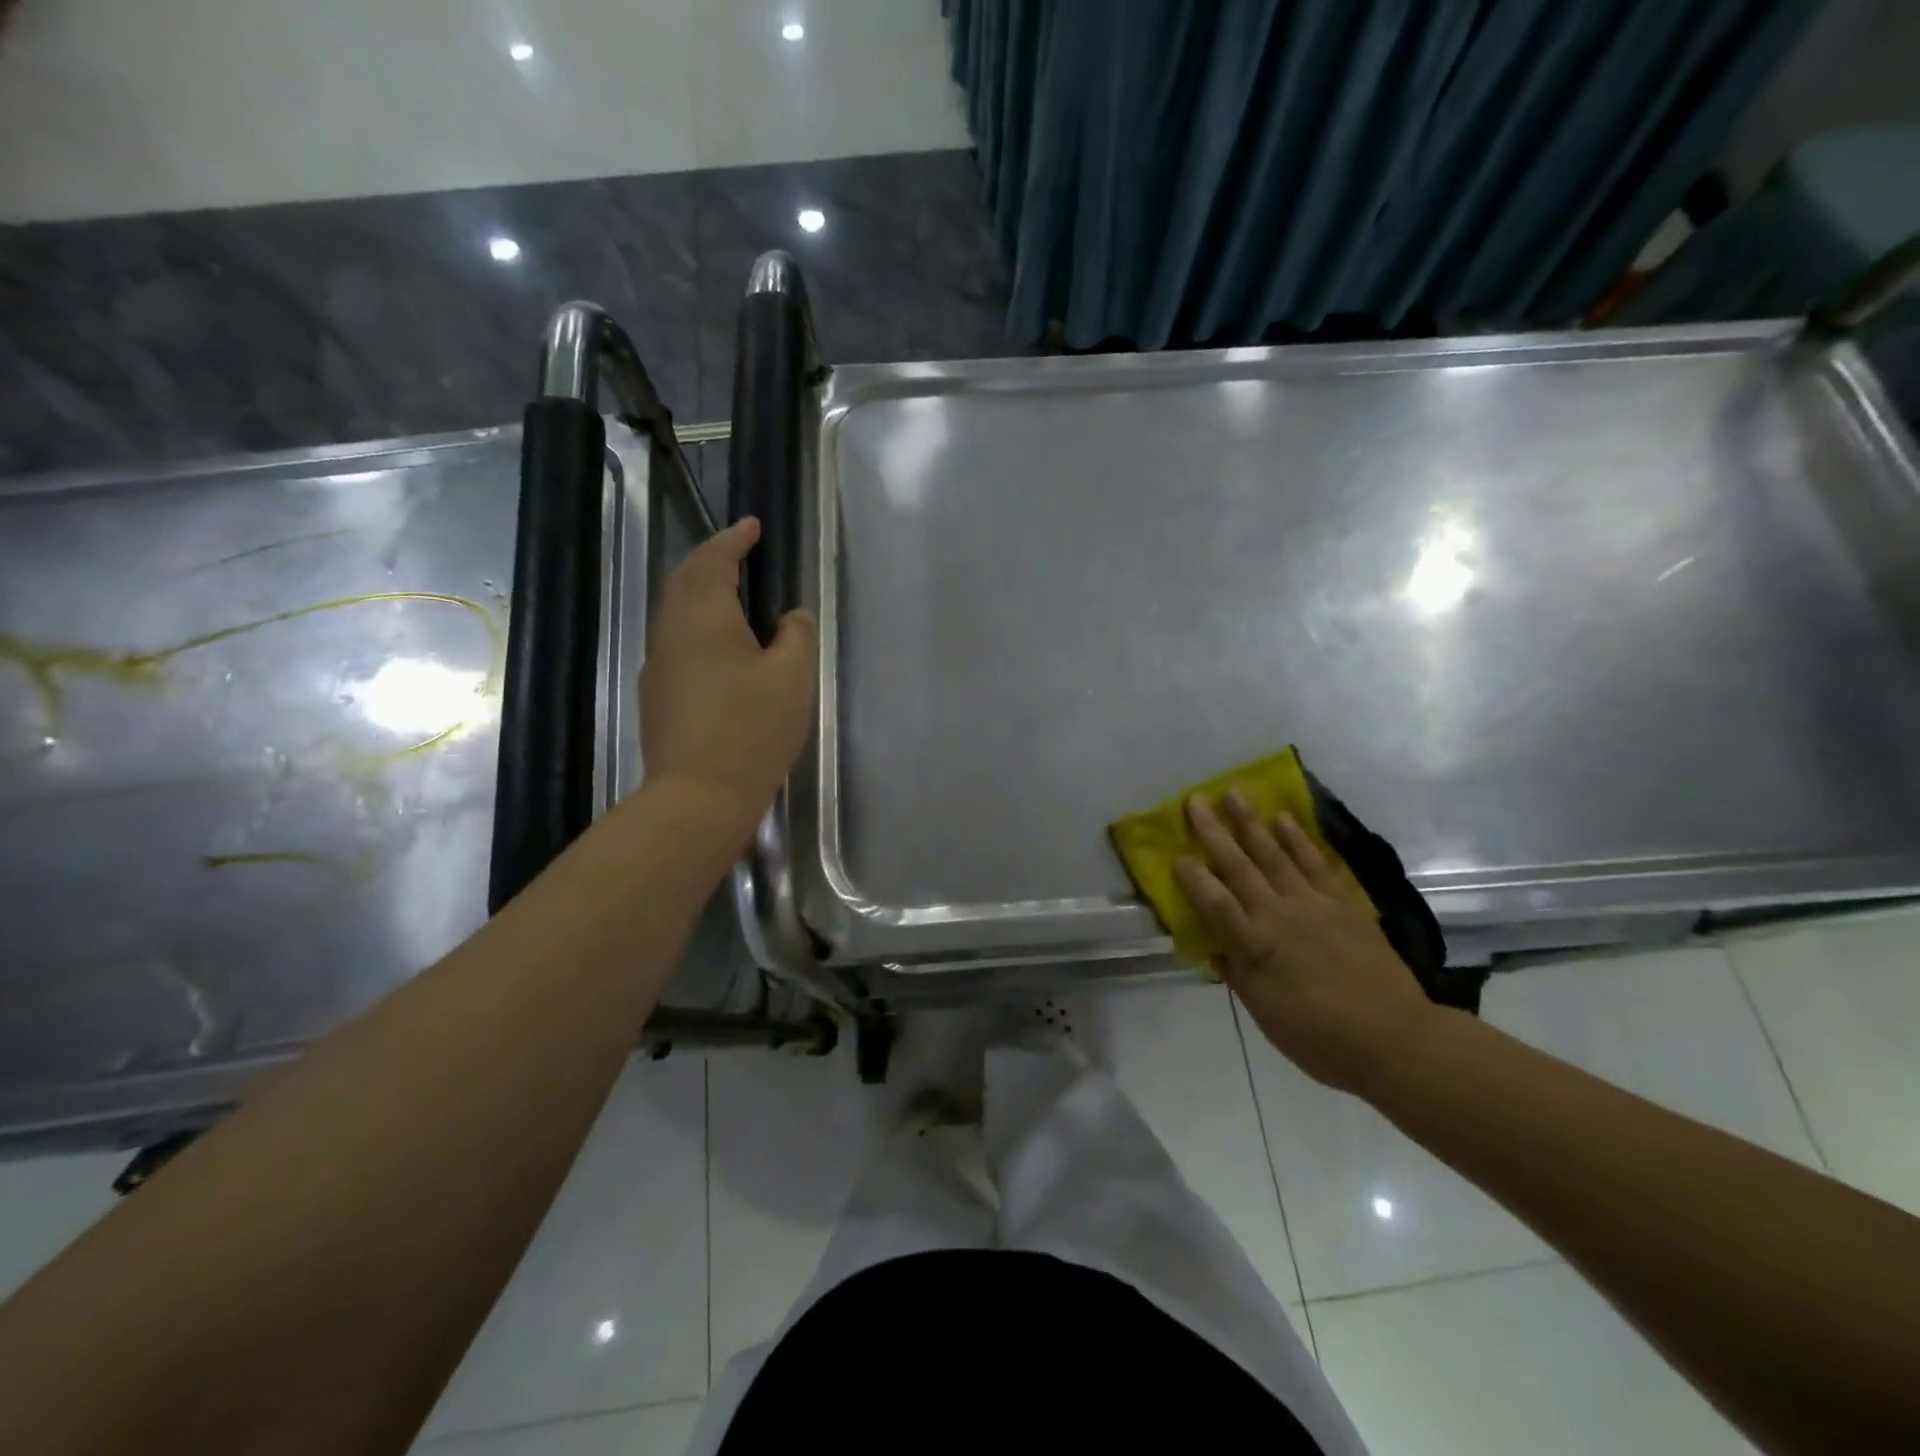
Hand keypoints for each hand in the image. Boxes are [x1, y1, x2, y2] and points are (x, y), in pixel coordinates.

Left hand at [641, 518, 816, 832]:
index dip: (734, 539)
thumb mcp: (792, 677)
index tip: (752, 525)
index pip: (714, 561)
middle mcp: (672, 632)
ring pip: (676, 612)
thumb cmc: (752, 728)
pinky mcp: (658, 695)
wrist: (698, 795)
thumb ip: (797, 635)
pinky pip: (677, 641)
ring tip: (733, 594)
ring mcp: (659, 665)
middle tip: (740, 553)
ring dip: (702, 593)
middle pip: (685, 581)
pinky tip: (720, 647)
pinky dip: (698, 625)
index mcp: (703, 617)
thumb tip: (790, 617)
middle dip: (711, 560)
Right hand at [1174, 792, 1437, 1094]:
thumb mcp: (1265, 1014)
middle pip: (1239, 867)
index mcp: (1255, 946)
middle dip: (1212, 833)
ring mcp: (1313, 904)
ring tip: (1233, 794)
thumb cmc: (1319, 1037)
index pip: (1214, 903)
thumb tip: (1214, 947)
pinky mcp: (1343, 903)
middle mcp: (1279, 915)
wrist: (1394, 1039)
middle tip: (1194, 801)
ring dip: (1250, 822)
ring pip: (1274, 854)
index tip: (1175, 853)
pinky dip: (1298, 839)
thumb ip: (1238, 974)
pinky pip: (1315, 863)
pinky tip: (1282, 819)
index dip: (1192, 877)